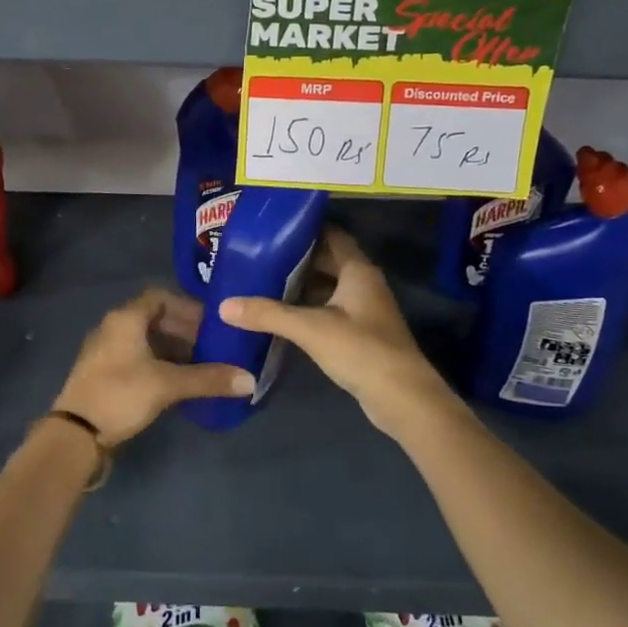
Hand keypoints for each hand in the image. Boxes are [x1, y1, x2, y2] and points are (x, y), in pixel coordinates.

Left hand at [53, 287, 255, 445]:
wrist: (75, 434)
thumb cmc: (121, 395)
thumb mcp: (167, 385)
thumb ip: (208, 379)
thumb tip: (250, 379)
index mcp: (126, 318)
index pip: (160, 297)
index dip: (187, 307)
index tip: (210, 322)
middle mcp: (113, 327)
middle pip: (154, 318)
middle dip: (184, 330)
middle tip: (211, 346)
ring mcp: (105, 350)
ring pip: (145, 340)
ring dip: (172, 349)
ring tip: (199, 365)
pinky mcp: (103, 373)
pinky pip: (136, 357)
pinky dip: (158, 363)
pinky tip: (176, 383)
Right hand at [220, 229, 458, 440]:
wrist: (402, 398)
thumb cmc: (361, 350)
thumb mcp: (310, 329)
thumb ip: (268, 314)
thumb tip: (224, 305)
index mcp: (358, 270)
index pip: (331, 235)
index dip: (303, 229)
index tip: (271, 228)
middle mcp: (363, 283)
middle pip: (327, 261)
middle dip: (295, 259)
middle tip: (258, 256)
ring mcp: (364, 310)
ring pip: (327, 287)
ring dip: (300, 285)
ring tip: (262, 282)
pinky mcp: (361, 334)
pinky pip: (329, 310)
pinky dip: (307, 308)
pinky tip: (282, 316)